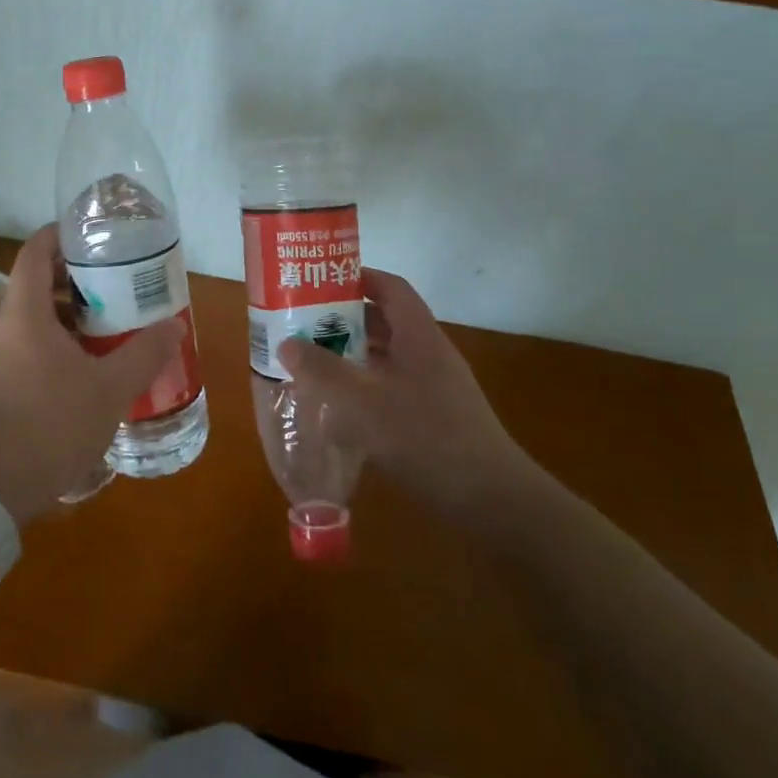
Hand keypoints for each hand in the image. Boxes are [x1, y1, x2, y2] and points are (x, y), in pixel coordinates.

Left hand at [0, 225, 183, 524]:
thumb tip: (175, 326)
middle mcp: (7, 324)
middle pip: (37, 278)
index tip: (95, 234)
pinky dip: (60, 334)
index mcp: (25, 312)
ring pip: (36, 311)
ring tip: (111, 313)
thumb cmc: (52, 423)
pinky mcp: (3, 378)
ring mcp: (1, 353)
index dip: (62, 233)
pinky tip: (92, 355)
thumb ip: (144, 353)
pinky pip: (32, 338)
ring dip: (70, 307)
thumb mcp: (110, 388)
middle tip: (116, 275)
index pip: (36, 249)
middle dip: (76, 273)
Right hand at [277, 268, 544, 524]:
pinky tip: (342, 406)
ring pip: (389, 355)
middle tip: (305, 325)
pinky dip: (367, 384)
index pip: (389, 287)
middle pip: (385, 320)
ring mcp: (436, 384)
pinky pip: (394, 384)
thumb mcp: (362, 403)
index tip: (319, 283)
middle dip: (345, 319)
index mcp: (418, 334)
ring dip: (354, 354)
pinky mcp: (437, 414)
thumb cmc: (425, 437)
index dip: (356, 278)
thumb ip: (322, 371)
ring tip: (314, 361)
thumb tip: (287, 344)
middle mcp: (429, 351)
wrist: (490, 499)